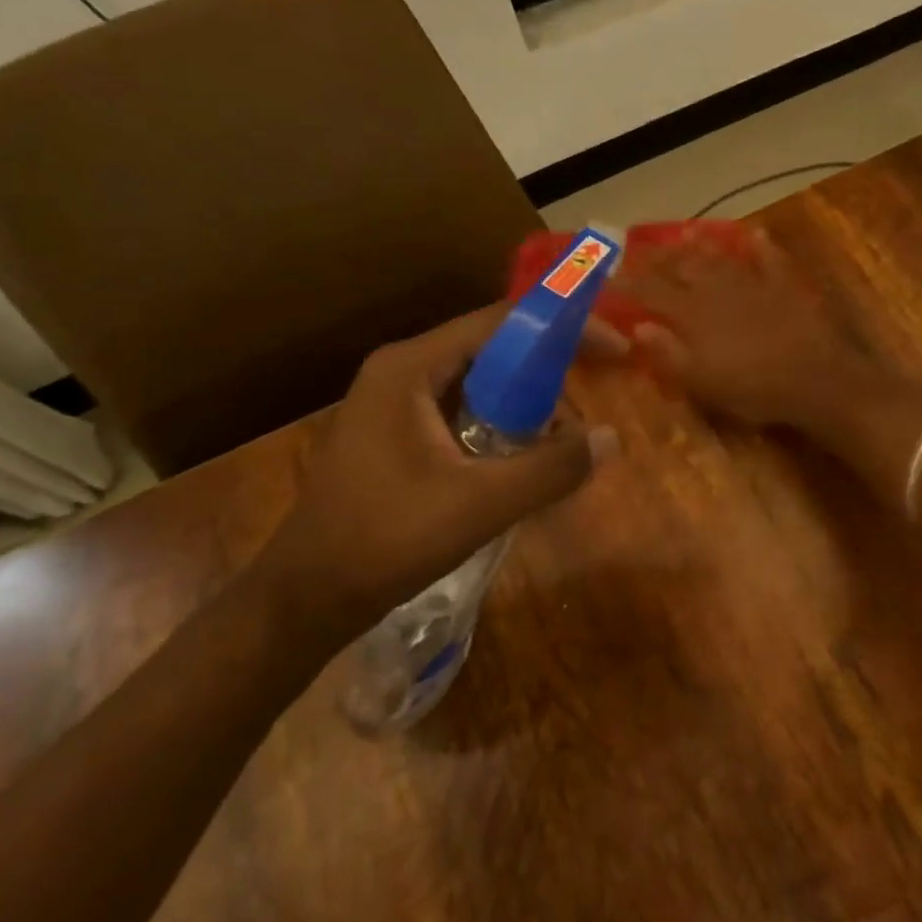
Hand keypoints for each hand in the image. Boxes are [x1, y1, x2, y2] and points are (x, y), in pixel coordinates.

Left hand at [249, 306, 622, 650]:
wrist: (305, 599)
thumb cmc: (386, 540)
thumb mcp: (480, 504)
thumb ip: (551, 468)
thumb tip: (612, 438)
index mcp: (411, 368)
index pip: (502, 322)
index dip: (564, 329)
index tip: (615, 349)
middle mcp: (402, 372)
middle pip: (494, 351)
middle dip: (549, 378)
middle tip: (584, 419)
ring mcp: (396, 404)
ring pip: (482, 386)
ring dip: (528, 409)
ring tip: (558, 451)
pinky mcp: (398, 436)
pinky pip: (465, 414)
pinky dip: (502, 429)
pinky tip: (523, 465)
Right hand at [616, 230, 867, 428]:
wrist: (817, 379)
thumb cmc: (754, 389)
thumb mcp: (703, 383)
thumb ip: (669, 354)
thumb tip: (638, 326)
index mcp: (694, 315)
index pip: (651, 293)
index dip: (627, 284)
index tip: (606, 275)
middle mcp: (719, 291)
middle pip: (683, 268)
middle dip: (658, 258)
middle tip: (639, 249)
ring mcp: (754, 285)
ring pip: (721, 257)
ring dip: (701, 244)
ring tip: (683, 233)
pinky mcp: (786, 287)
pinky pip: (770, 259)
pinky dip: (760, 246)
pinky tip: (754, 234)